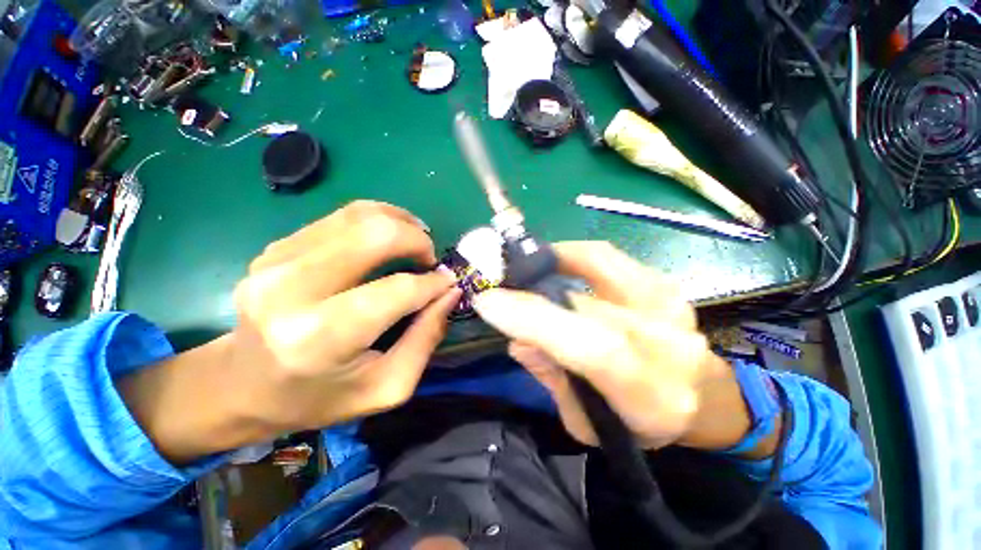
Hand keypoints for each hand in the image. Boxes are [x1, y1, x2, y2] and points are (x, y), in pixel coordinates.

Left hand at [120, 201, 459, 462]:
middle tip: (430, 259)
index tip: (449, 283)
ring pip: (358, 216)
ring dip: (400, 222)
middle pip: (375, 235)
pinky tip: (387, 238)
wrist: (241, 386)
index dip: (433, 283)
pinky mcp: (276, 248)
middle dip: (418, 240)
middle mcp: (292, 290)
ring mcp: (276, 261)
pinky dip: (375, 221)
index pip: (398, 290)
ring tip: (416, 241)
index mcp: (320, 338)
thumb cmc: (319, 397)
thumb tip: (450, 292)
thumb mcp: (387, 386)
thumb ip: (426, 338)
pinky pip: (340, 217)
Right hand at [473, 242, 731, 449]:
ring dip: (550, 262)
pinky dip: (571, 254)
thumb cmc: (638, 422)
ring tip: (523, 270)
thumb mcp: (587, 423)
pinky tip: (551, 263)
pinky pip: (605, 255)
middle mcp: (668, 342)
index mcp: (650, 393)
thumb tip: (516, 339)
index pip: (592, 347)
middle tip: (498, 285)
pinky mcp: (661, 281)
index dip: (535, 318)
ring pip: (596, 264)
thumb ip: (552, 377)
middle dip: (531, 293)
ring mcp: (668, 303)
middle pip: (586, 304)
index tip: (488, 300)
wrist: (698, 394)